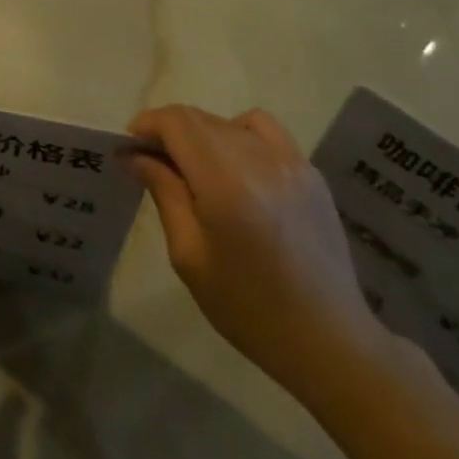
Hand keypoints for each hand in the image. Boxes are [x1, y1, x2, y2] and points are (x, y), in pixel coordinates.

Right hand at [128, 104, 387, 397]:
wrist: (329, 340)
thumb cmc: (248, 308)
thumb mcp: (189, 256)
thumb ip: (164, 194)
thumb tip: (136, 155)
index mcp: (225, 183)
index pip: (177, 121)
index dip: (147, 124)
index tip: (129, 148)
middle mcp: (259, 159)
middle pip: (200, 118)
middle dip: (169, 131)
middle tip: (153, 163)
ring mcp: (290, 161)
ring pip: (228, 122)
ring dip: (201, 134)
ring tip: (194, 168)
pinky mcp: (309, 171)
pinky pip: (263, 130)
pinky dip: (237, 133)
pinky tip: (235, 167)